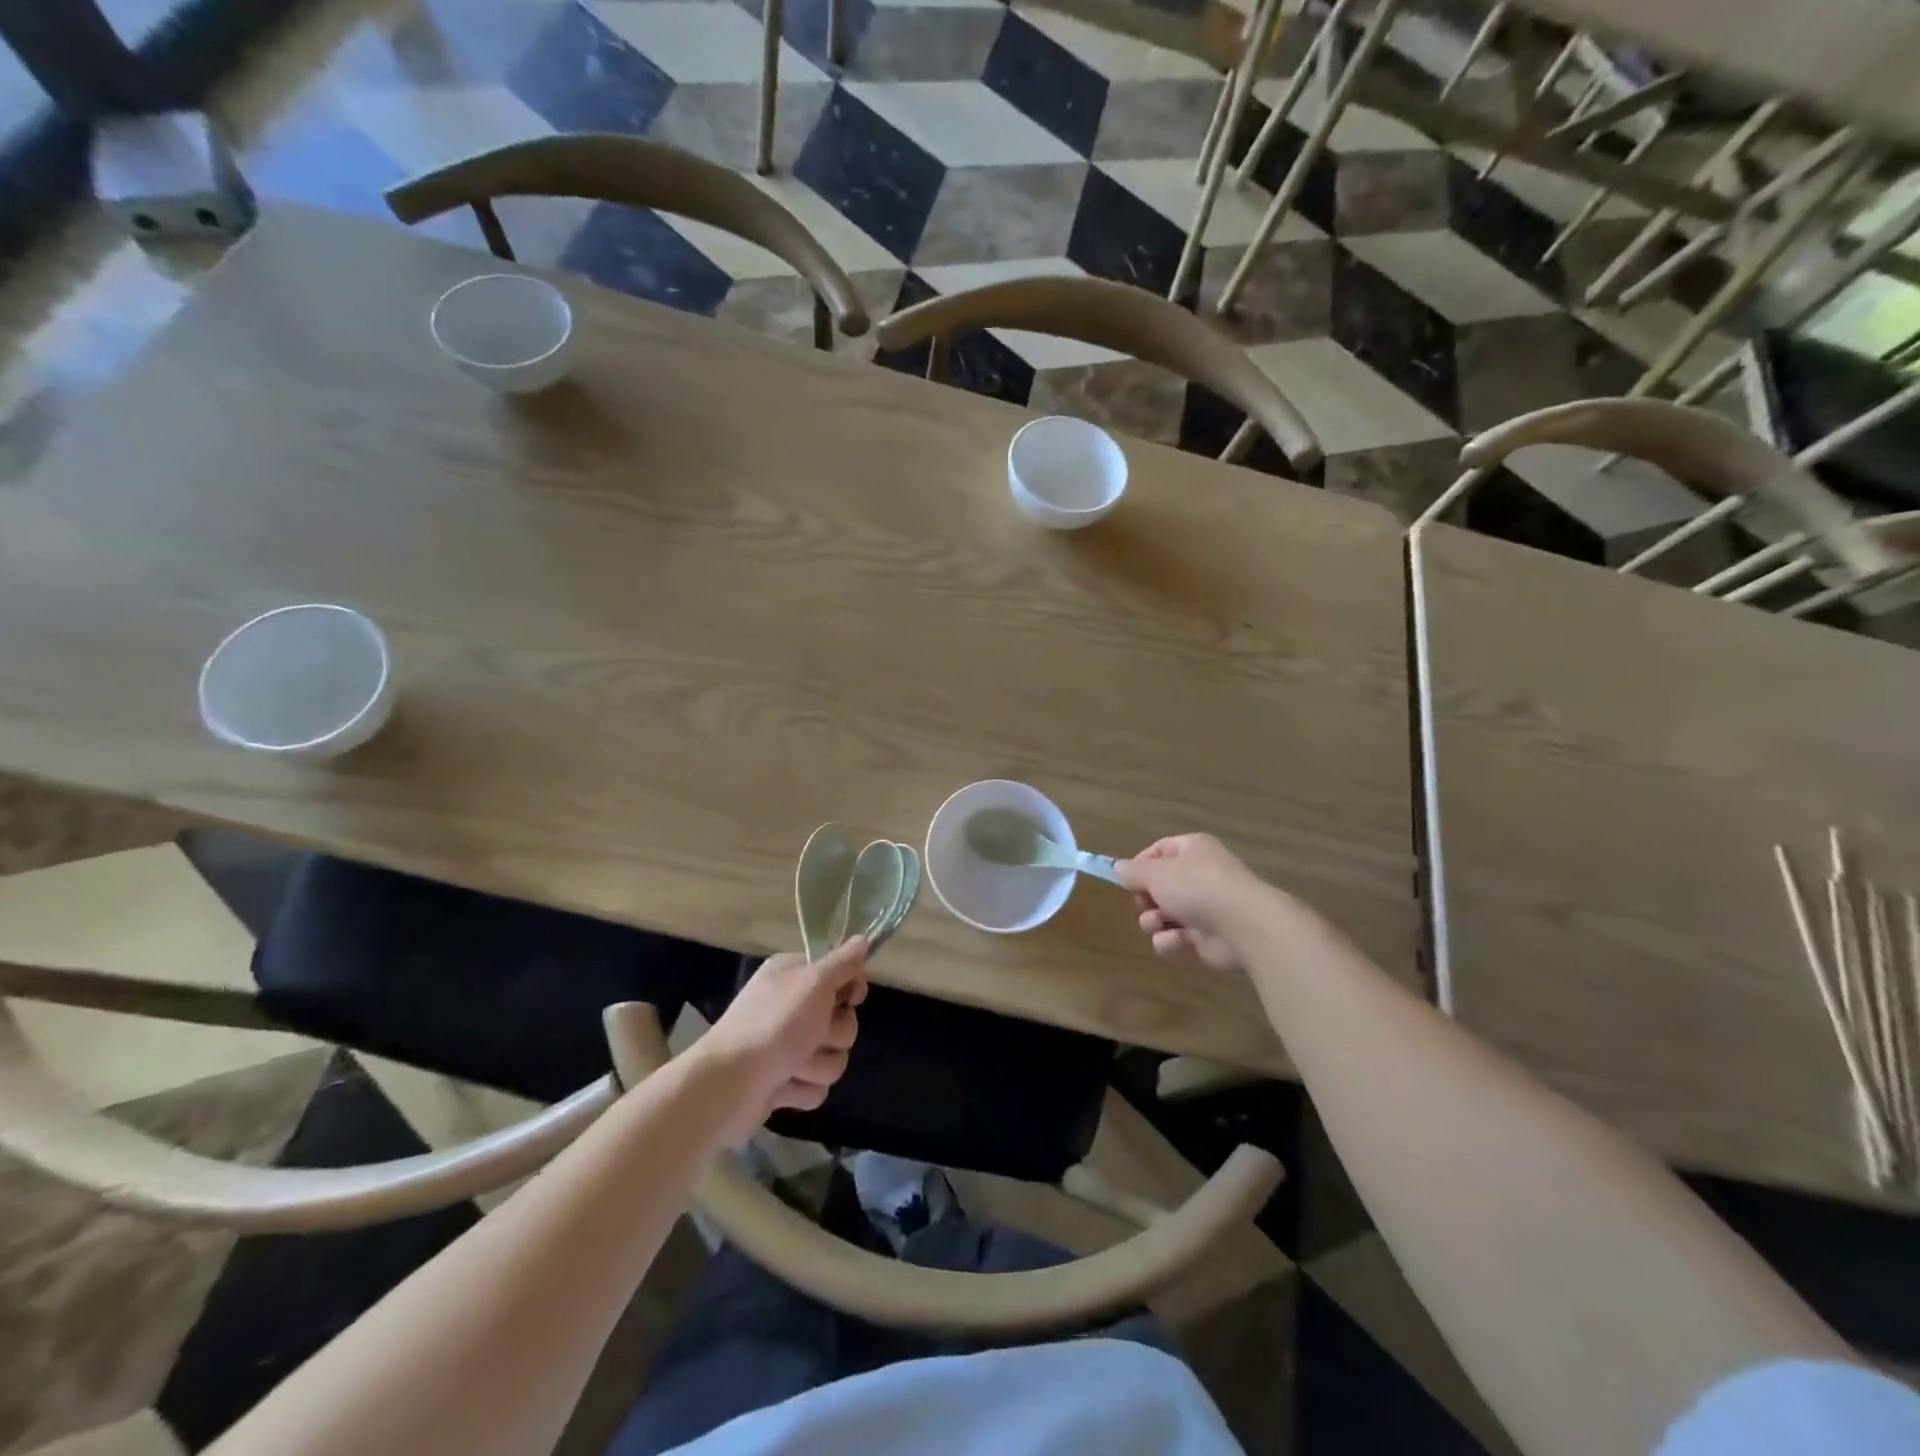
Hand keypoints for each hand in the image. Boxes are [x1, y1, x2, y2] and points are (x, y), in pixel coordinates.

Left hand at [697, 939, 866, 1138]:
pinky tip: (782, 1087)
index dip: (851, 988)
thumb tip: (862, 939)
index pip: (841, 973)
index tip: (850, 999)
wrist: (728, 1085)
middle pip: (842, 1019)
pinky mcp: (783, 1081)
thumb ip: (843, 963)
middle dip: (833, 1035)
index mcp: (793, 975)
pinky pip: (815, 1086)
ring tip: (792, 1067)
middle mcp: (790, 1006)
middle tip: (813, 1035)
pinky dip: (802, 1088)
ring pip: (832, 1056)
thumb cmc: (775, 1025)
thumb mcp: (814, 983)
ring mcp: (786, 1046)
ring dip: (818, 1065)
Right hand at [1117, 834, 1267, 972]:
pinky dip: (1171, 941)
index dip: (1140, 865)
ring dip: (1153, 921)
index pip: (1158, 851)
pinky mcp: (1207, 936)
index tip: (1127, 880)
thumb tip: (1118, 868)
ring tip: (1158, 924)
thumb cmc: (1197, 887)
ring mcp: (1205, 907)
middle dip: (1145, 899)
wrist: (1244, 926)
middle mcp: (1199, 875)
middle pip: (1158, 886)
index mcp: (1191, 850)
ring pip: (1163, 914)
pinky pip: (1177, 936)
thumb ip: (1133, 871)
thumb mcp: (1156, 873)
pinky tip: (1176, 942)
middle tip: (1144, 904)